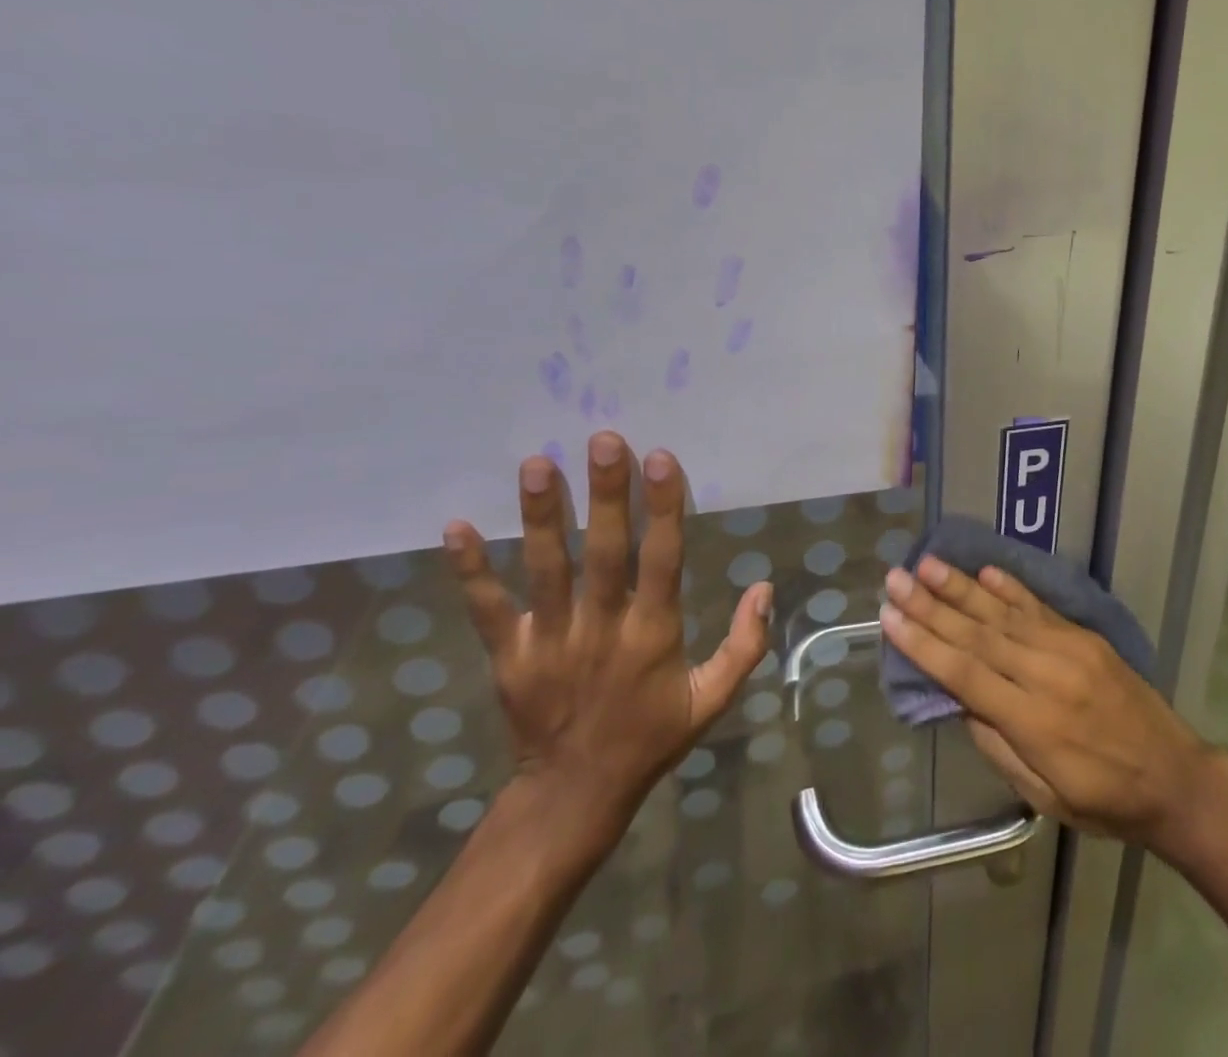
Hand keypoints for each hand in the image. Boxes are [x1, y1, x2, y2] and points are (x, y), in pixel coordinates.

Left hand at [442, 433, 771, 860]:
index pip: (662, 559)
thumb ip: (744, 644)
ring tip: (537, 464)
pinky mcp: (510, 657)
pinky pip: (488, 610)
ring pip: (546, 570)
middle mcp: (602, 629)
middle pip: (604, 552)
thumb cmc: (652, 737)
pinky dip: (471, 571)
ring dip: (541, 517)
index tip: (661, 459)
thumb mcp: (713, 699)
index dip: (663, 508)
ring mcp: (550, 642)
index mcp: (654, 634)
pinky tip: (456, 527)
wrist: (574, 796)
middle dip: (605, 494)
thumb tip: (764, 586)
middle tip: (603, 440)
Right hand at [879, 558, 1213, 851]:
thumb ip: (998, 744)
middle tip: (896, 578)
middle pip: (978, 634)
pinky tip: (984, 571)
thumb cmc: (1104, 801)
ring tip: (928, 564)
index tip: (890, 618)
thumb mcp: (1043, 796)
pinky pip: (1040, 607)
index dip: (924, 645)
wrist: (1175, 777)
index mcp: (1034, 722)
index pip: (965, 673)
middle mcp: (1047, 674)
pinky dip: (1010, 587)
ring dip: (962, 587)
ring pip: (1004, 613)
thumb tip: (958, 700)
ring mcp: (1069, 649)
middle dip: (931, 605)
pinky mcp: (1085, 637)